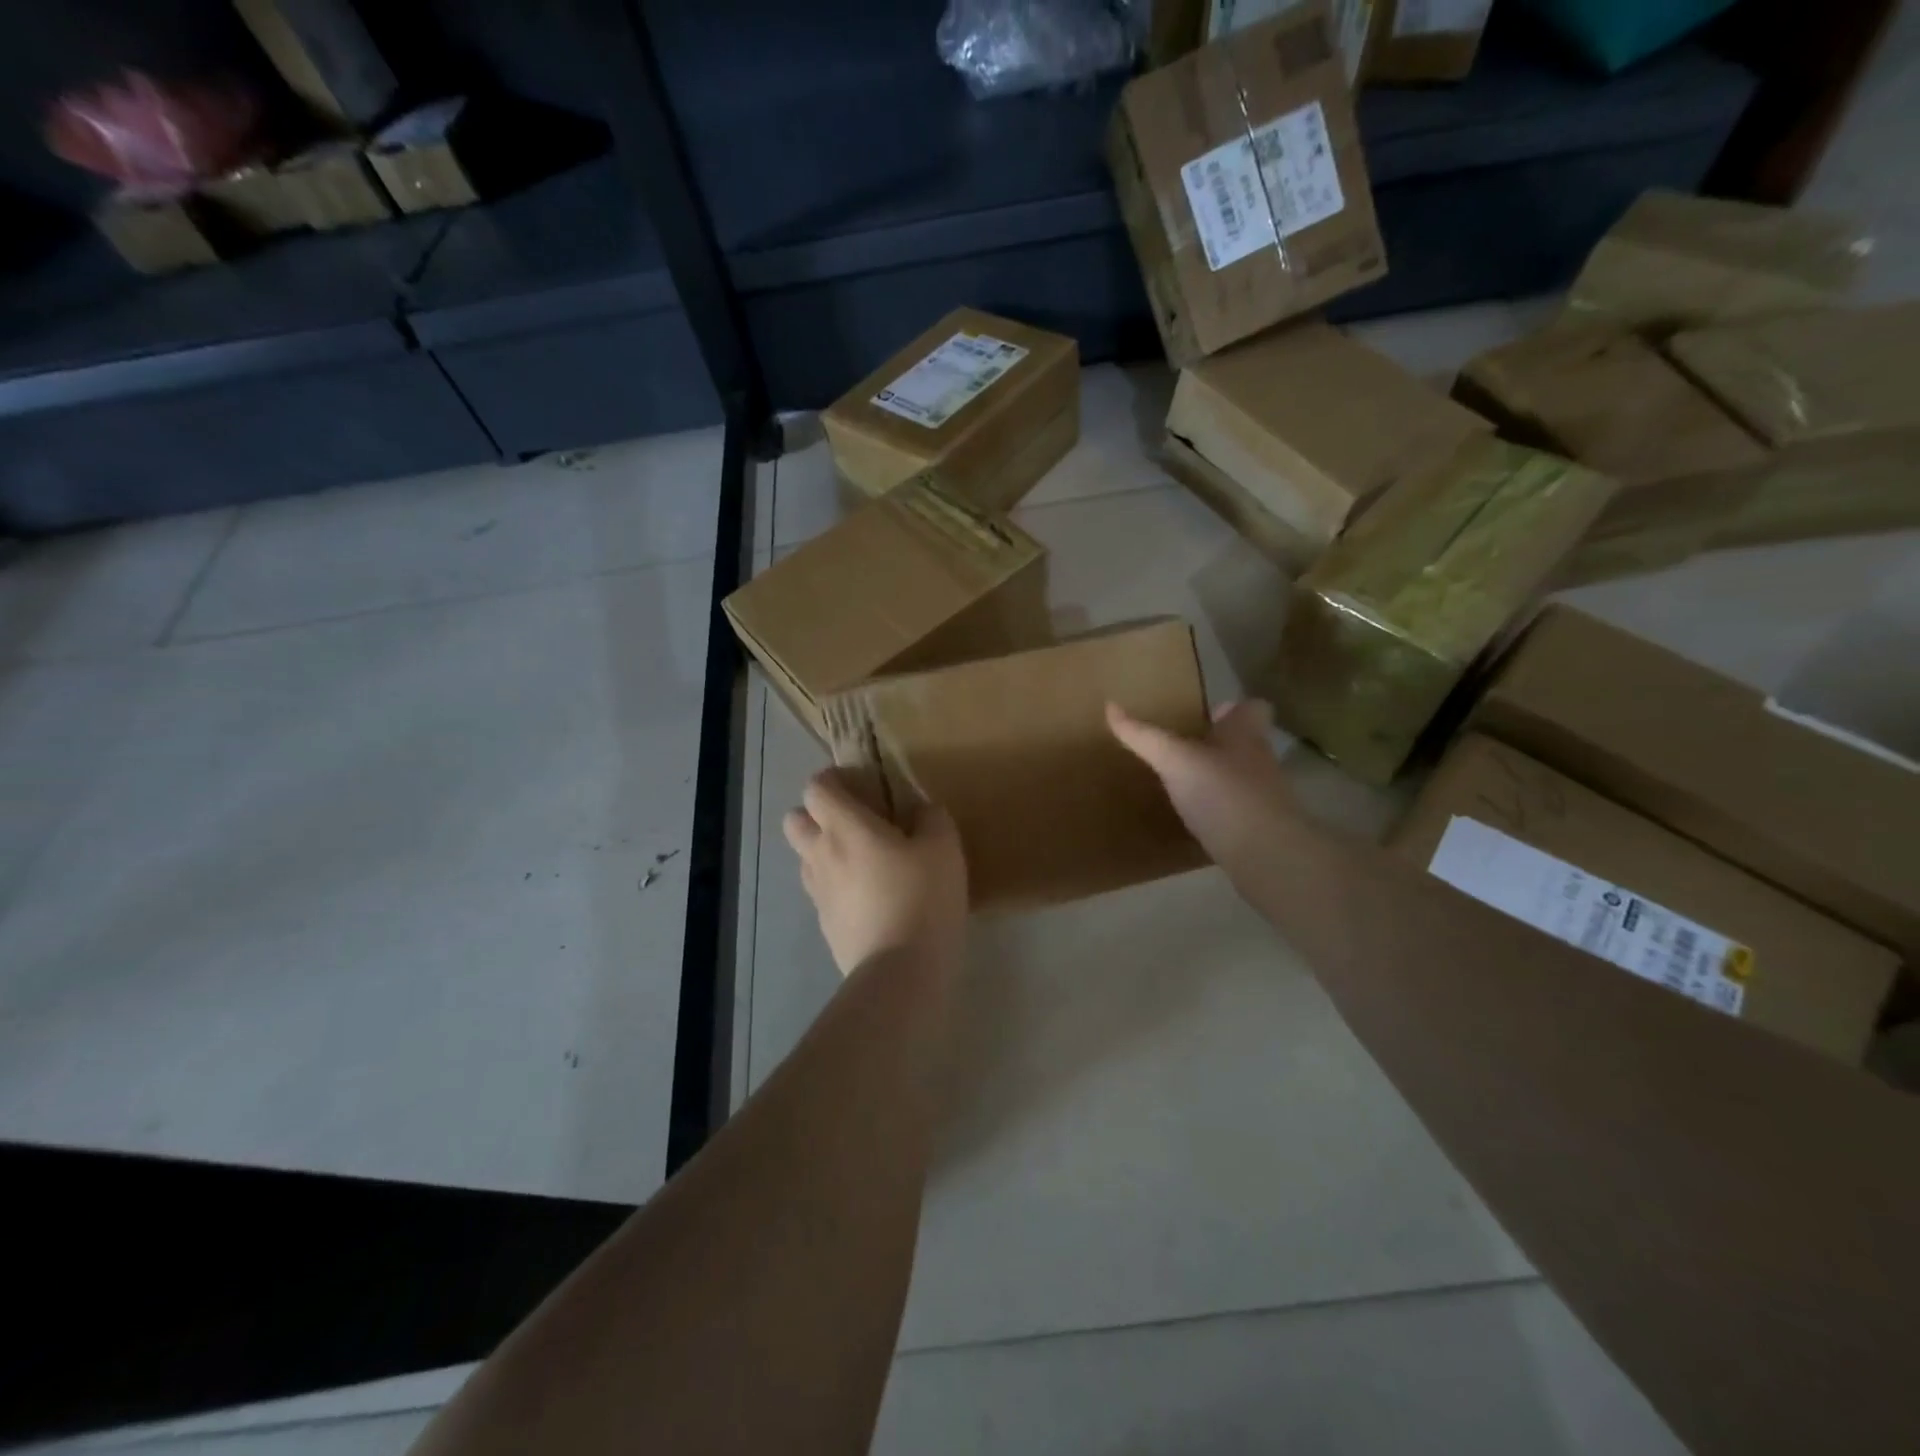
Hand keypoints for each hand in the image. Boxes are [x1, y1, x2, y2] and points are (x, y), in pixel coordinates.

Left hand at [783, 770, 967, 977]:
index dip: (832, 779)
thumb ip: (931, 817)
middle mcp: (821, 854)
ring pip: (805, 858)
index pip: (815, 788)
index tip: (860, 784)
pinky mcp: (825, 924)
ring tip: (863, 861)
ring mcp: (818, 893)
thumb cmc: (922, 897)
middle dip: (816, 814)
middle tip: (854, 822)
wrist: (901, 970)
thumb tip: (920, 810)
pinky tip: (870, 898)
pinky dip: (836, 886)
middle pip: (794, 820)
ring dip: (824, 851)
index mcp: (844, 827)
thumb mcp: (944, 847)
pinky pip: (821, 892)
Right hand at [1107, 700, 1294, 872]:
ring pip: (1241, 776)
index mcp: (1244, 735)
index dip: (1235, 707)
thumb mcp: (1174, 759)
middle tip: (1185, 747)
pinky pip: (1236, 811)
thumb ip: (1144, 736)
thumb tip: (1110, 706)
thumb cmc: (1222, 792)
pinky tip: (1195, 819)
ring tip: (1184, 783)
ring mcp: (1263, 797)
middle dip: (1219, 743)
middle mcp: (1259, 761)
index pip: (1252, 708)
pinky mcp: (1258, 829)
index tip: (1210, 713)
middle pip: (1246, 742)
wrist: (1265, 854)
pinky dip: (1218, 811)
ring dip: (1217, 777)